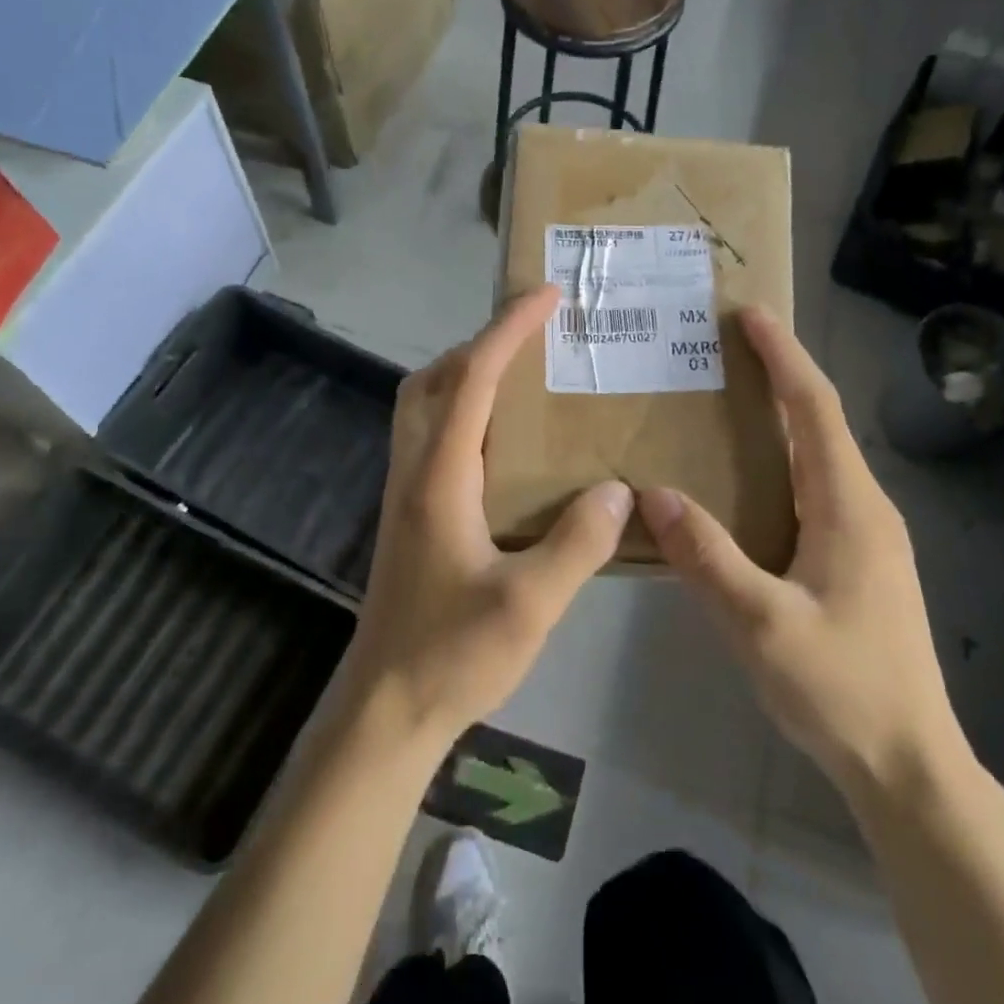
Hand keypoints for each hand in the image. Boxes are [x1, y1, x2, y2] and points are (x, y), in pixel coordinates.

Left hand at [341, 285, 631, 749]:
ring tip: (522, 379)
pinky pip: (432, 441)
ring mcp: (404, 495)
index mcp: (439, 477)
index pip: (472, 379)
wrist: (385, 707)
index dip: (508, 330)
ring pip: (425, 409)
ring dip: (466, 377)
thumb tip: (618, 491)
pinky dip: (464, 416)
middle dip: (480, 344)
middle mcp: (413, 472)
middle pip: (434, 381)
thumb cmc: (452, 654)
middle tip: (533, 338)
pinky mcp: (408, 518)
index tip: (546, 296)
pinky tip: (504, 448)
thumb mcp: (529, 605)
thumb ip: (577, 543)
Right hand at [638, 307, 964, 790]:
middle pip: (820, 422)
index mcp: (849, 507)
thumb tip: (653, 492)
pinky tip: (746, 482)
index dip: (783, 356)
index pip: (815, 408)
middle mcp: (864, 508)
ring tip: (727, 402)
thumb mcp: (761, 623)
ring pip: (819, 457)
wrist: (909, 763)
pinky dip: (781, 462)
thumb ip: (706, 555)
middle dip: (780, 376)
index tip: (750, 314)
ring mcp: (867, 537)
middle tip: (725, 349)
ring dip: (781, 419)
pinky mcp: (858, 562)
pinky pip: (815, 490)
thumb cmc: (840, 688)